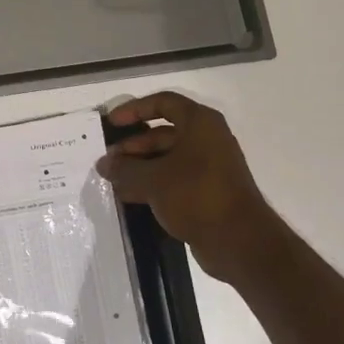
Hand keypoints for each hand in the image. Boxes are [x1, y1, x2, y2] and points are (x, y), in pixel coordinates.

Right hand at [98, 92, 277, 279]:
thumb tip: (104, 165)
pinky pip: (174, 180)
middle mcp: (207, 139)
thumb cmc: (196, 195)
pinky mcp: (208, 192)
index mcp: (200, 123)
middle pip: (162, 133)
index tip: (112, 124)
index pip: (163, 103)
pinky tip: (129, 196)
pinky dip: (152, 184)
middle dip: (133, 146)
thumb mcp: (153, 179)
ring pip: (167, 159)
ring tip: (113, 180)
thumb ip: (125, 169)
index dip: (134, 109)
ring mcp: (209, 167)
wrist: (239, 240)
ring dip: (139, 167)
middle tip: (108, 161)